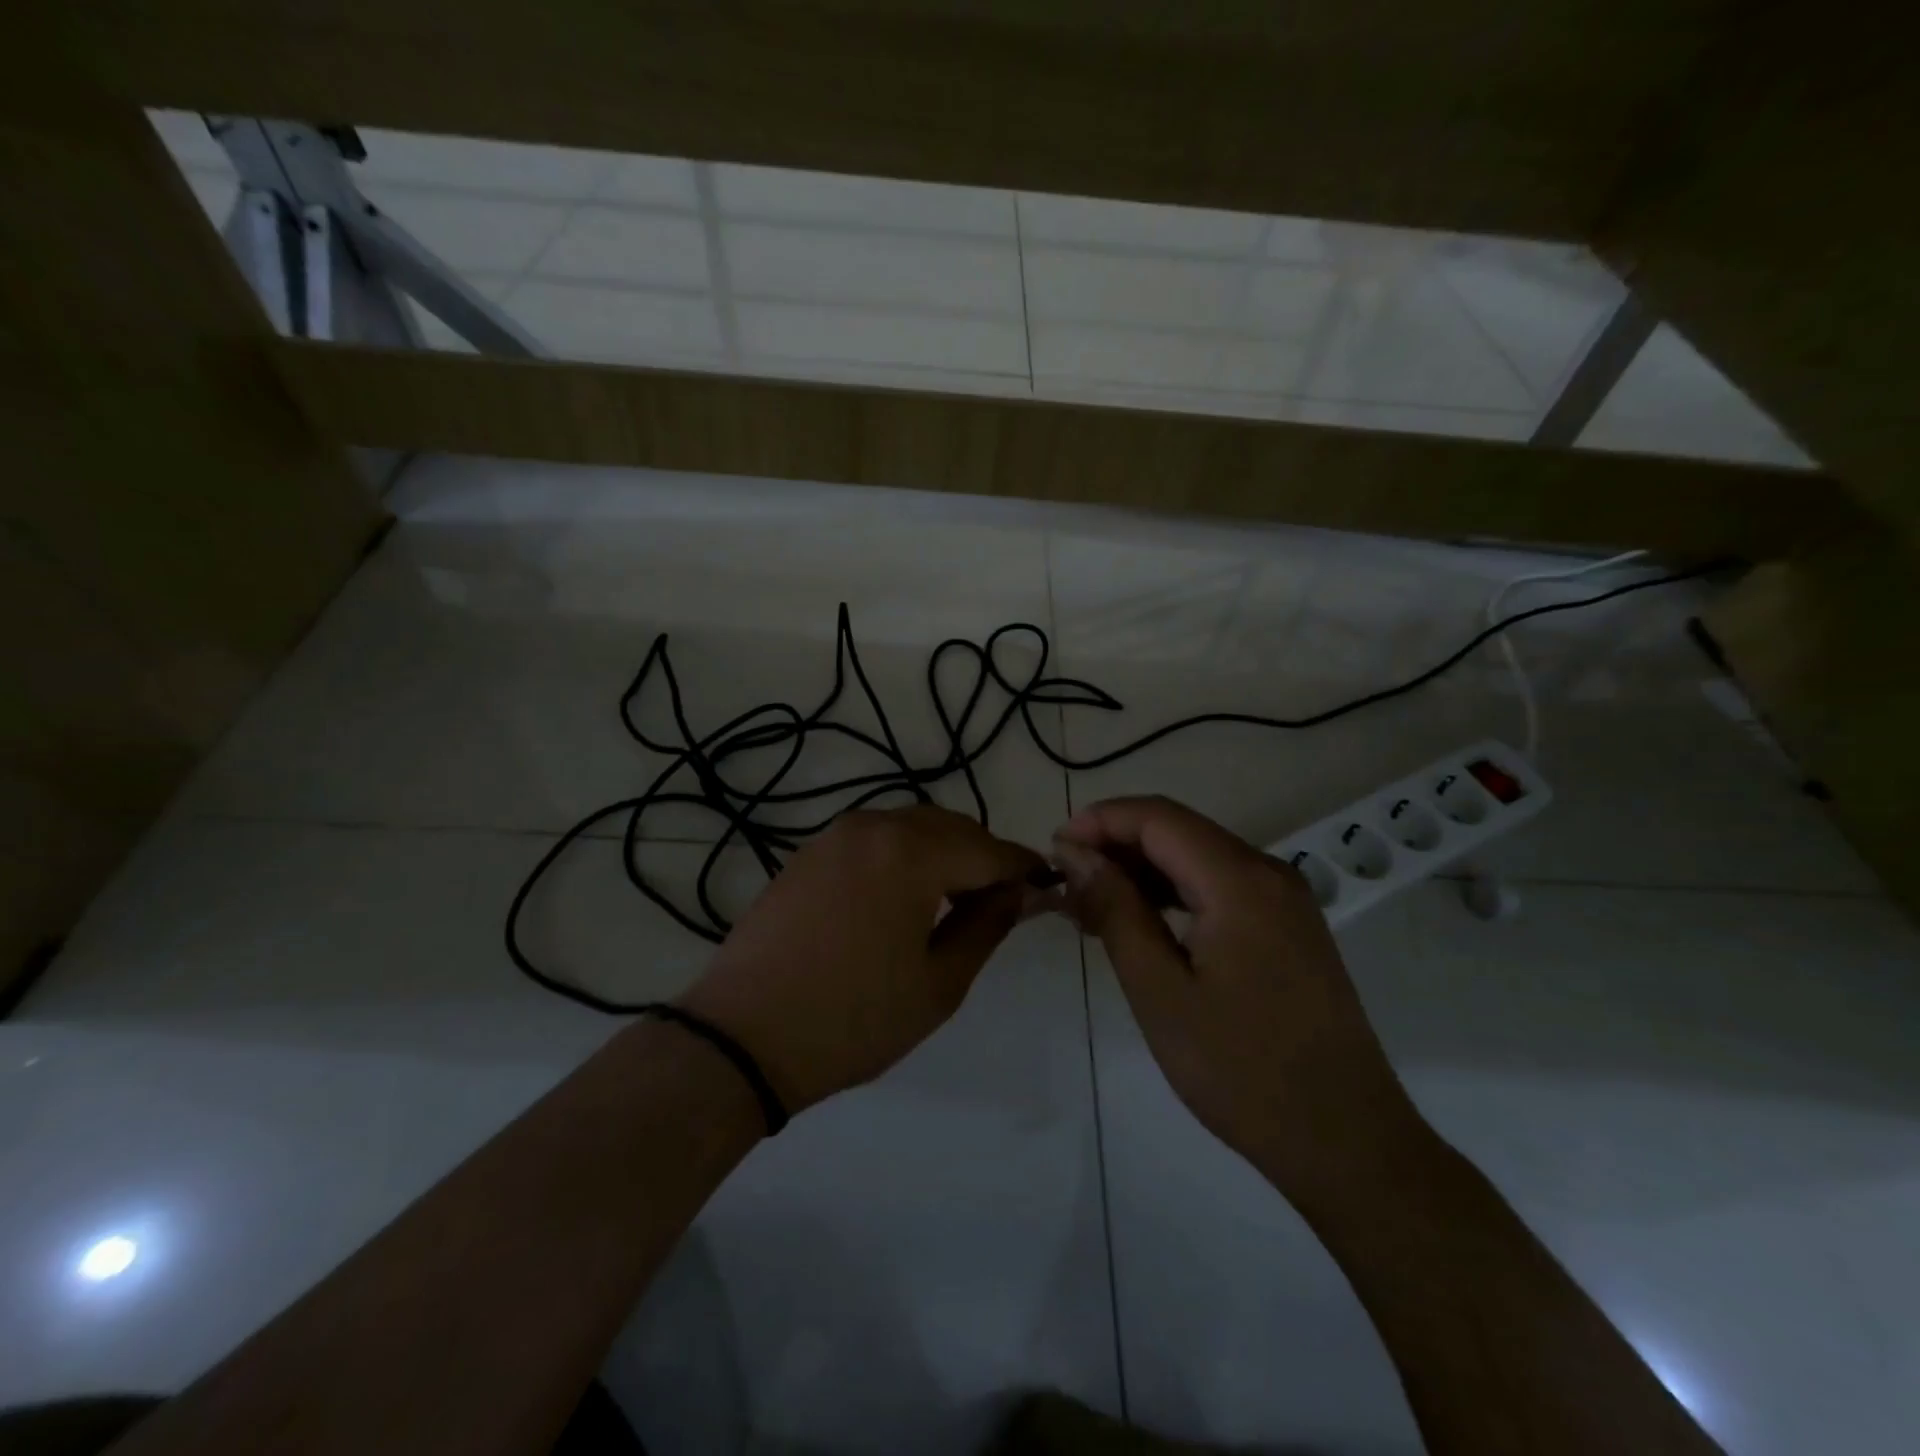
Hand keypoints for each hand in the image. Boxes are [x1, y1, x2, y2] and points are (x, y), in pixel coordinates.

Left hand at [681, 805, 1047, 1115]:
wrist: (742, 1036)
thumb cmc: (852, 1019)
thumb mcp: (938, 984)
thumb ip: (986, 926)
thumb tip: (1016, 892)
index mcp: (912, 853)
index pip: (989, 850)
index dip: (1023, 868)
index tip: (1047, 886)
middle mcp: (874, 827)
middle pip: (951, 827)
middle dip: (983, 858)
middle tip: (998, 904)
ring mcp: (835, 836)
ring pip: (912, 828)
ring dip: (943, 854)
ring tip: (950, 904)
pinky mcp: (809, 853)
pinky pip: (875, 840)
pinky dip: (903, 857)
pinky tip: (900, 899)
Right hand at [1054, 796, 1428, 1200]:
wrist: (1346, 1141)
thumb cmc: (1242, 1071)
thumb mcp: (1160, 991)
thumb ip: (1115, 910)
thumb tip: (1075, 853)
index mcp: (1240, 881)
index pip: (1157, 817)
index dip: (1099, 821)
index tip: (1052, 851)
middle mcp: (1268, 873)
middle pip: (1178, 831)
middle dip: (1115, 846)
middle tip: (1065, 886)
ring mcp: (1284, 899)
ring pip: (1197, 858)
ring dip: (1141, 872)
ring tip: (1090, 909)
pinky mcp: (1288, 926)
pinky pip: (1219, 887)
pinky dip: (1173, 894)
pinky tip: (1140, 925)